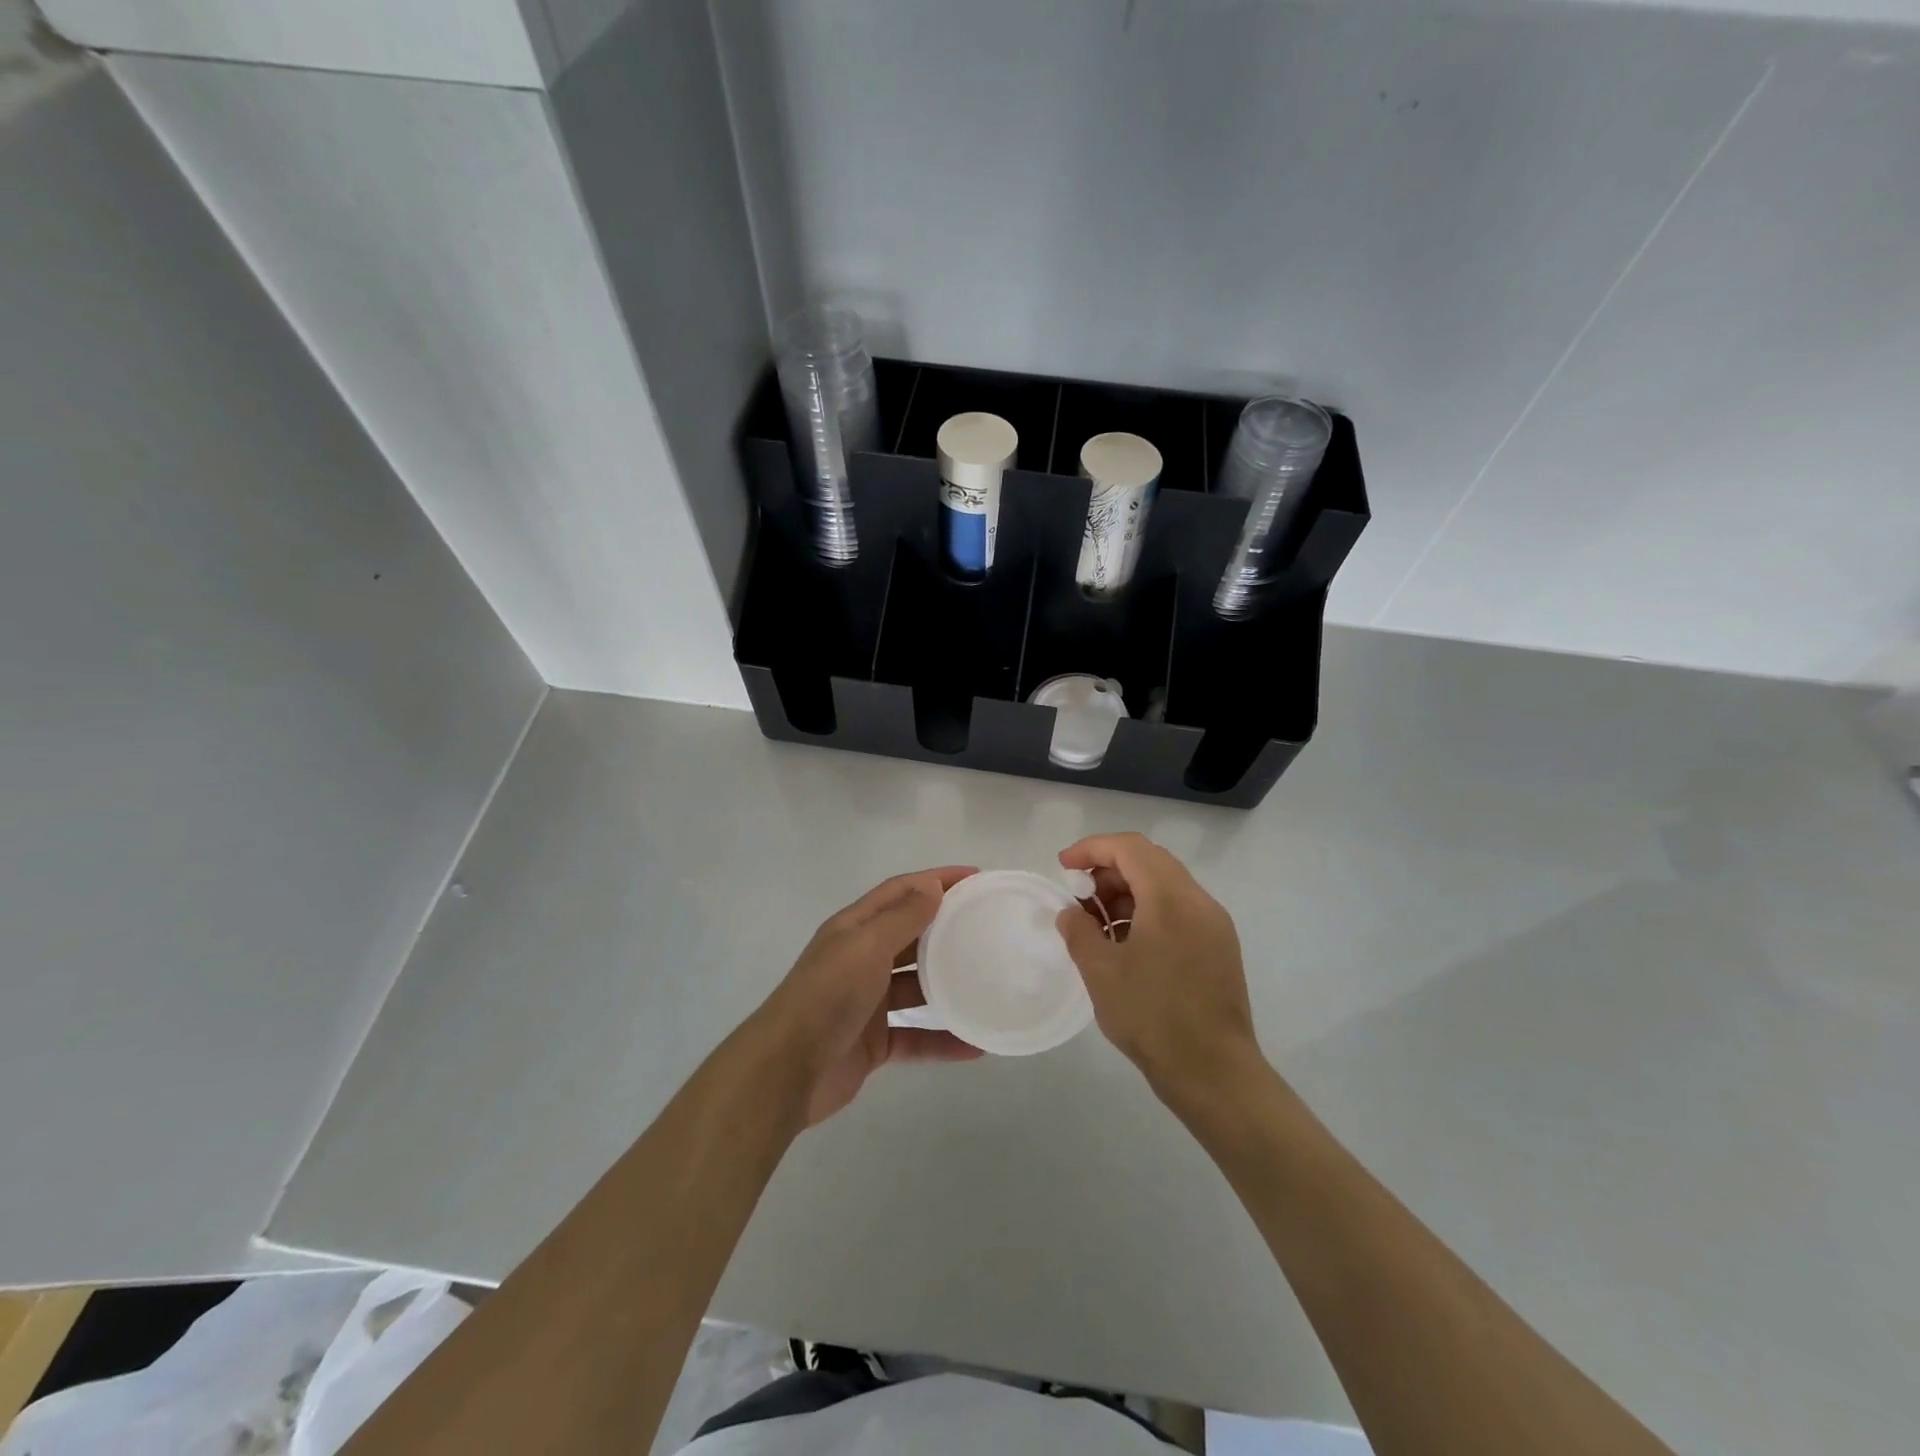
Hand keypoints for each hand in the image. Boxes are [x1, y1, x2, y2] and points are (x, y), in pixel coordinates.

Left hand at [755, 867, 982, 1125]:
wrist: (787, 1070)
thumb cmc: (828, 995)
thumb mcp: (866, 946)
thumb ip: (902, 917)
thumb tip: (932, 885)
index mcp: (855, 928)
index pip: (901, 891)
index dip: (936, 880)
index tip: (976, 877)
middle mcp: (861, 959)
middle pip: (911, 936)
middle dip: (946, 928)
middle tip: (989, 926)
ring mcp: (867, 1002)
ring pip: (916, 987)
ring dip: (948, 985)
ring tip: (988, 982)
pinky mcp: (873, 1042)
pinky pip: (916, 1037)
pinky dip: (942, 1040)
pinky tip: (975, 1044)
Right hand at [1055, 833, 1263, 1105]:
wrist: (1214, 1073)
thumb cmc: (1153, 1016)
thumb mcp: (1101, 972)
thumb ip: (1079, 932)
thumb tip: (1071, 913)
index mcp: (1171, 898)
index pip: (1129, 848)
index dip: (1092, 848)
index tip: (1063, 866)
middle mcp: (1198, 901)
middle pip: (1149, 861)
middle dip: (1108, 870)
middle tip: (1079, 897)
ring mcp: (1214, 925)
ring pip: (1165, 886)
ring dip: (1128, 893)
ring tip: (1098, 924)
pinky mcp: (1219, 948)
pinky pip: (1179, 911)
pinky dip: (1148, 912)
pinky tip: (1126, 944)